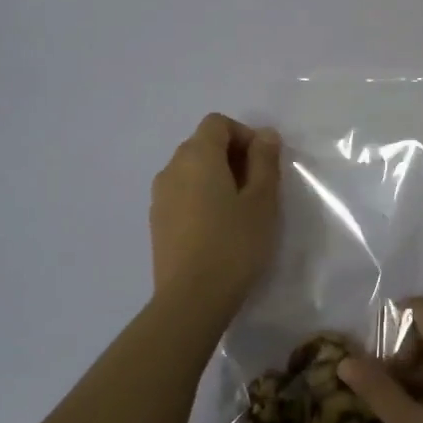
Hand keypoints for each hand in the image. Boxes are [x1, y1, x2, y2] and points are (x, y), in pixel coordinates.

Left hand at [150, 113, 281, 317]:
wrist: (191, 299)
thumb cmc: (234, 244)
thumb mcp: (262, 201)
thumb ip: (265, 161)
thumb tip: (265, 135)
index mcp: (197, 156)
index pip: (218, 123)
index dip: (244, 135)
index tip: (264, 163)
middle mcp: (172, 168)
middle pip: (203, 144)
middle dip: (232, 156)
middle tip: (258, 188)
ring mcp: (159, 196)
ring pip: (191, 171)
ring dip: (216, 178)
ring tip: (239, 210)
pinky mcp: (157, 222)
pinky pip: (182, 194)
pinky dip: (201, 198)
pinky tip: (218, 229)